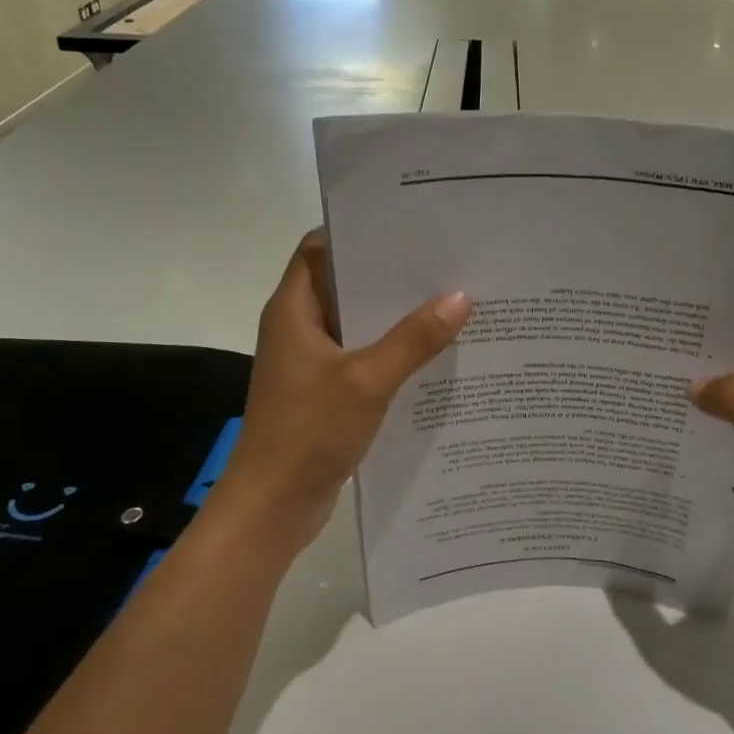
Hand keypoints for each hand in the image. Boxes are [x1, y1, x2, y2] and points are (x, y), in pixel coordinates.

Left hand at [217, 230, 470, 561]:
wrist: (273, 506)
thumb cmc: (308, 432)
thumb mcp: (367, 381)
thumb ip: (414, 339)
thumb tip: (461, 298)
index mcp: (294, 310)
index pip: (320, 249)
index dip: (359, 233)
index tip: (408, 227)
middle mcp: (299, 328)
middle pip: (345, 285)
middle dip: (390, 276)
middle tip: (445, 263)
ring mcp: (311, 362)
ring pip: (357, 325)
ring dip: (395, 317)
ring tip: (450, 302)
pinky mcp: (324, 392)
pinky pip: (361, 358)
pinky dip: (391, 352)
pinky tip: (432, 354)